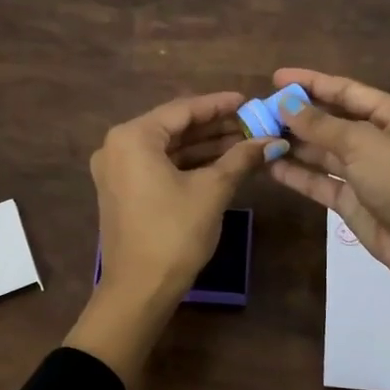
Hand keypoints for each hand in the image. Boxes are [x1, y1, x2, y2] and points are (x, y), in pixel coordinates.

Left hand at [90, 91, 279, 298]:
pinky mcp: (123, 191)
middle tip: (253, 123)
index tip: (249, 100)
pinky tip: (222, 163)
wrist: (139, 289)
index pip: (182, 110)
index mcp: (132, 137)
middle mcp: (118, 147)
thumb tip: (272, 141)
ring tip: (245, 142)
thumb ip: (240, 159)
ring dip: (205, 146)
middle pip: (174, 127)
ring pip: (168, 149)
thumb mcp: (212, 191)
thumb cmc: (174, 233)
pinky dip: (188, 164)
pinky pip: (159, 166)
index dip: (219, 105)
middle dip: (215, 127)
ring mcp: (117, 170)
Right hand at [264, 68, 389, 282]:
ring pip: (322, 152)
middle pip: (331, 121)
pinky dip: (296, 173)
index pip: (346, 90)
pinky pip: (319, 181)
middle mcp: (378, 139)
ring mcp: (364, 172)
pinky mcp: (351, 200)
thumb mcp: (361, 142)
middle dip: (297, 116)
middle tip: (259, 112)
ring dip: (293, 145)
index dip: (311, 83)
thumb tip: (284, 104)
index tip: (276, 78)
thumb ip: (320, 124)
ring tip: (257, 136)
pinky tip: (269, 165)